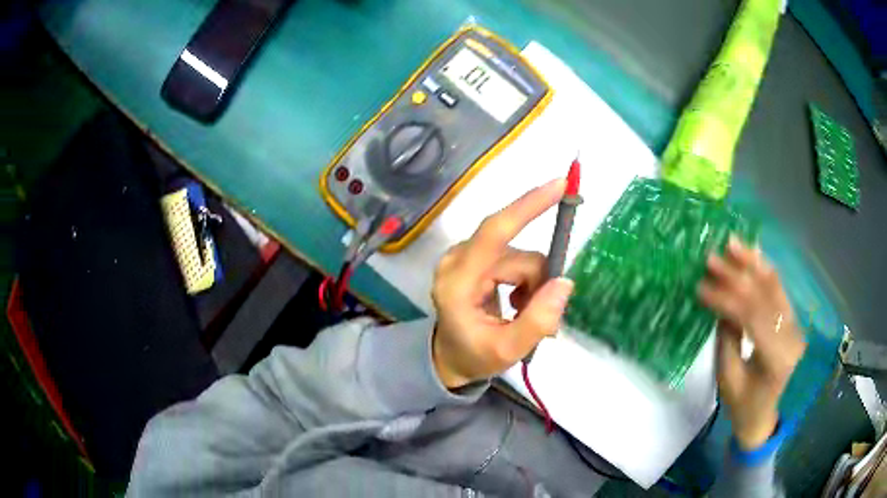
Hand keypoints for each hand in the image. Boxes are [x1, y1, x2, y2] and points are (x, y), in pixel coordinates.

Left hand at [431, 179, 574, 388]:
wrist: (449, 357)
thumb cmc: (474, 356)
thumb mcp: (507, 350)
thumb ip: (538, 320)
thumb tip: (564, 282)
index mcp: (457, 282)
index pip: (493, 232)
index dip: (527, 206)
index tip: (559, 185)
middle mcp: (457, 260)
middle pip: (517, 253)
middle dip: (537, 282)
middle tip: (540, 314)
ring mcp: (464, 257)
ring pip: (519, 257)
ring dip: (532, 285)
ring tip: (523, 313)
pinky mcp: (473, 258)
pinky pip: (513, 259)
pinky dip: (525, 280)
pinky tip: (518, 302)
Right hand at [698, 237, 805, 449]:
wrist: (766, 416)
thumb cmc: (744, 406)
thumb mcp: (728, 380)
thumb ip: (727, 339)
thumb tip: (720, 304)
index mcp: (776, 359)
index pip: (752, 318)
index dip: (726, 299)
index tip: (701, 287)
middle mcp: (791, 336)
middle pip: (764, 296)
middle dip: (737, 275)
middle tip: (712, 257)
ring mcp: (795, 325)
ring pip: (775, 286)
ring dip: (752, 263)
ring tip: (731, 243)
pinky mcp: (792, 319)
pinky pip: (779, 289)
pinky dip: (764, 270)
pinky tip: (751, 254)